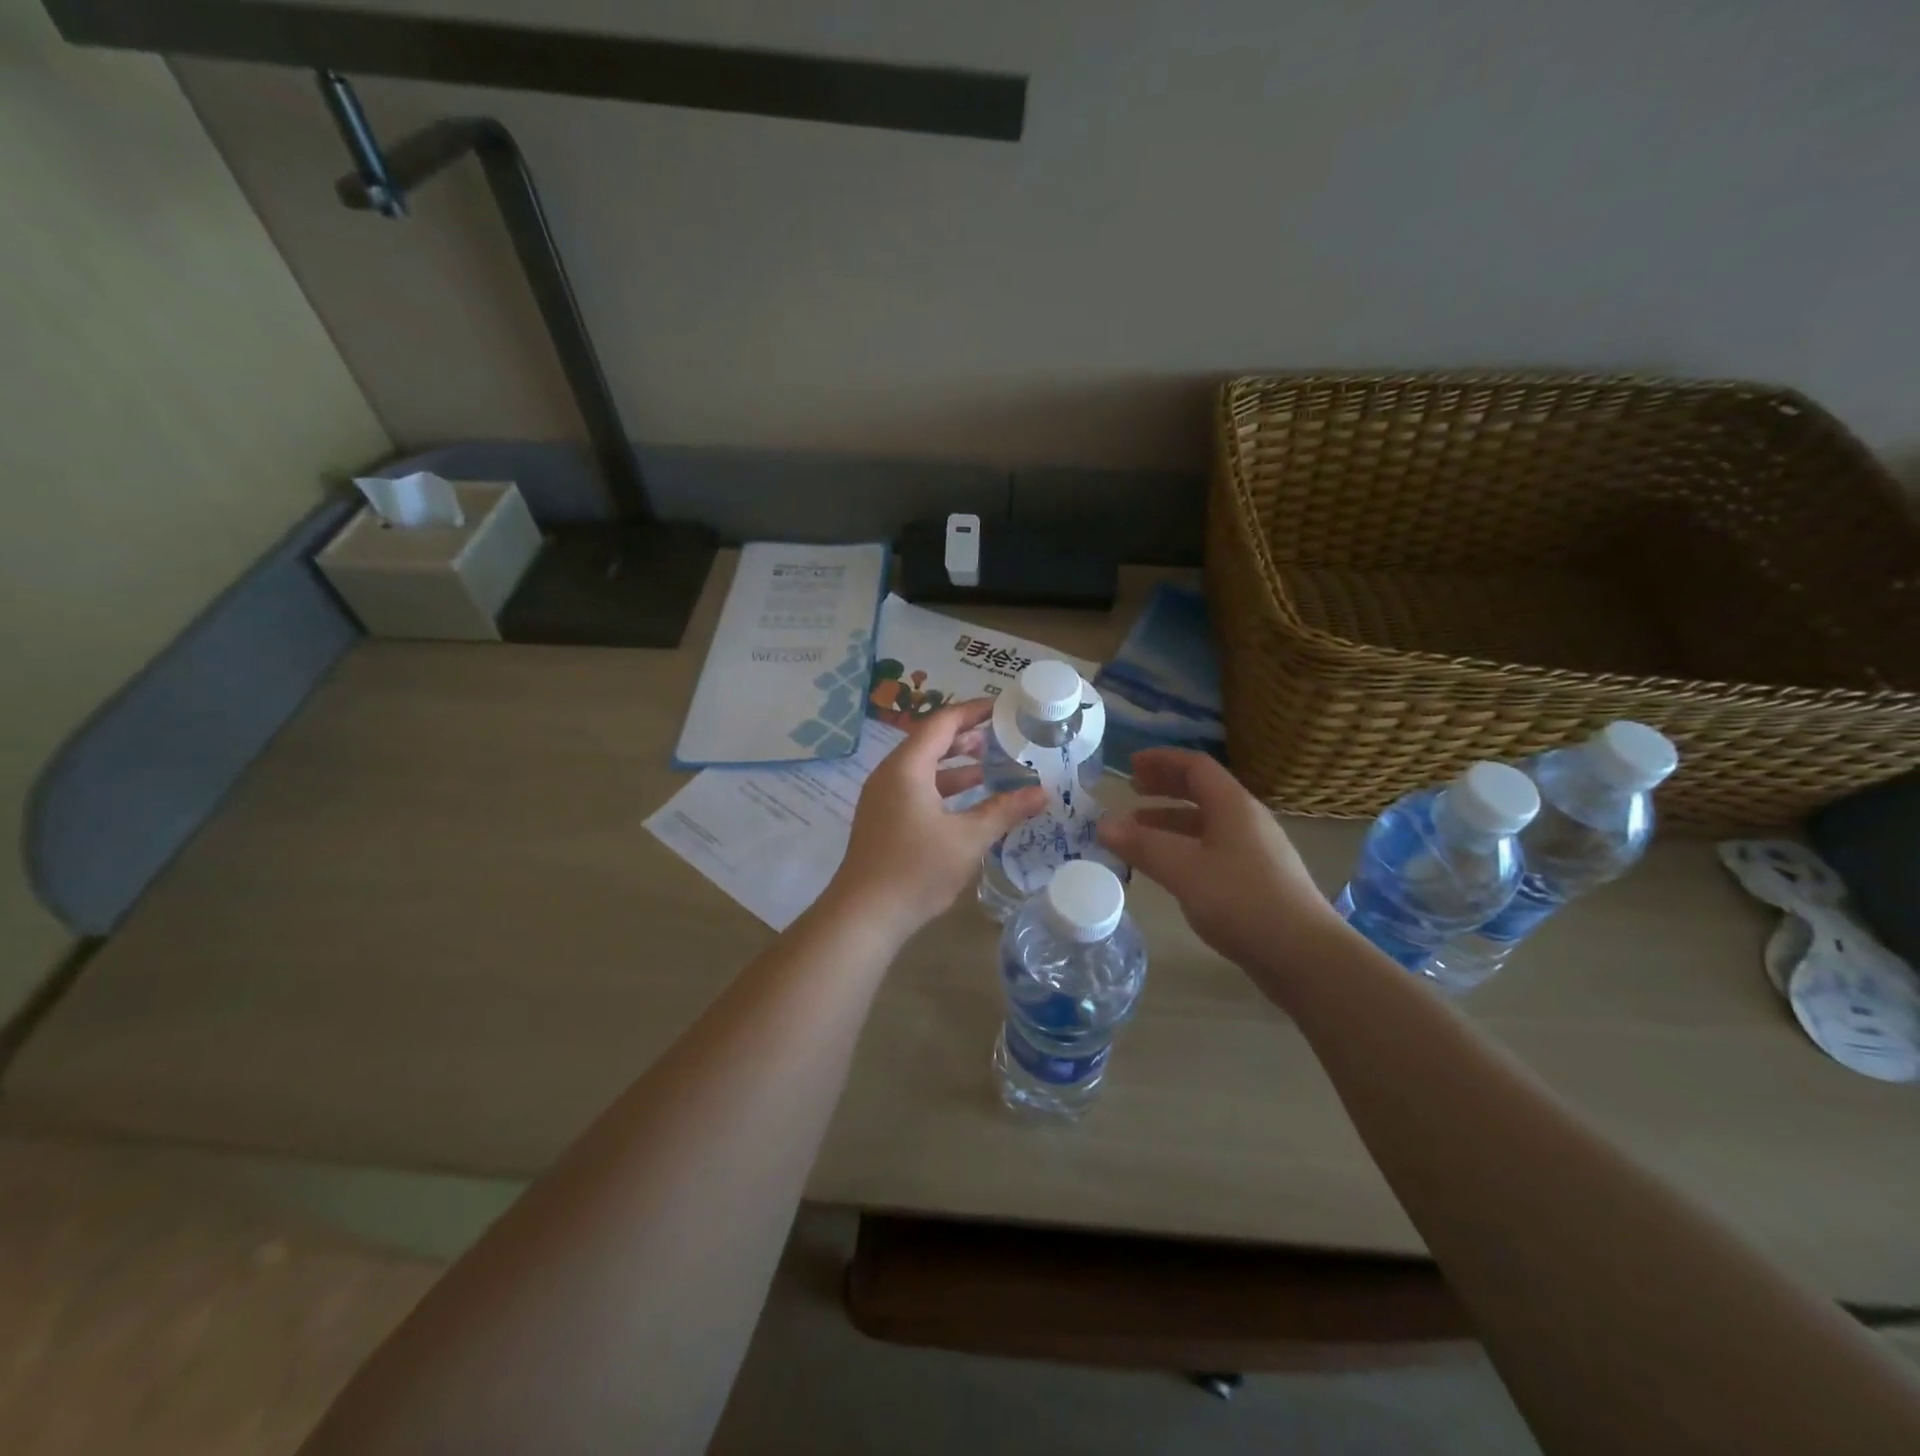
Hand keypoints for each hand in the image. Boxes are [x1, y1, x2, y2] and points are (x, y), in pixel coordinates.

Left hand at [826, 699, 1046, 943]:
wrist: (864, 916)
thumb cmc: (916, 870)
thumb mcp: (967, 839)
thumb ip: (1004, 811)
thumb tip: (1042, 793)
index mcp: (907, 767)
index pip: (942, 723)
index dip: (973, 712)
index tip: (1003, 709)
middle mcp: (890, 775)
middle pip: (930, 742)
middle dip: (967, 737)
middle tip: (1003, 736)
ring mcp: (883, 799)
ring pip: (924, 769)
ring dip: (957, 766)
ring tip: (993, 767)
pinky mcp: (883, 820)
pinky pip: (917, 790)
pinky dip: (944, 789)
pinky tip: (970, 804)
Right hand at [1096, 749, 1338, 989]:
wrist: (1305, 955)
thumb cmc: (1242, 902)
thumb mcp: (1184, 870)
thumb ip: (1142, 846)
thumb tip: (1102, 824)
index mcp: (1233, 806)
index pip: (1195, 766)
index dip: (1161, 760)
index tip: (1130, 764)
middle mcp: (1247, 820)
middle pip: (1202, 791)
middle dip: (1164, 787)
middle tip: (1131, 791)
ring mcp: (1255, 850)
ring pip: (1206, 822)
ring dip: (1170, 820)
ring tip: (1137, 830)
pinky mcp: (1257, 879)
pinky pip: (1213, 848)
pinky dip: (1184, 846)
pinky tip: (1168, 867)